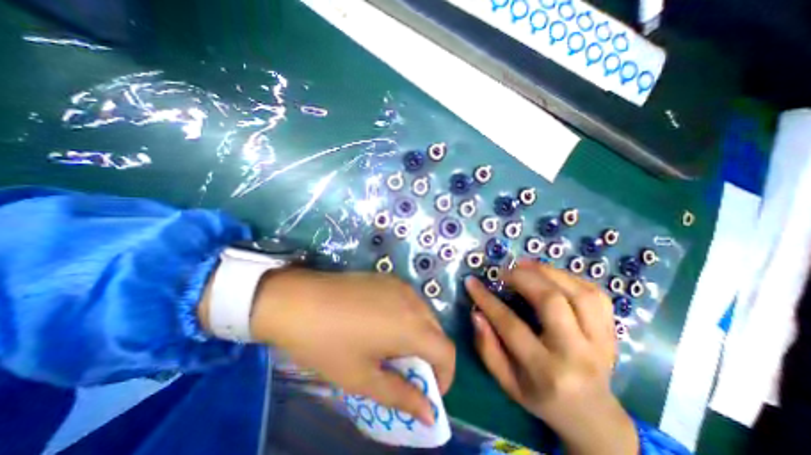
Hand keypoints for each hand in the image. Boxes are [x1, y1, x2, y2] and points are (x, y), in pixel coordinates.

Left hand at [253, 269, 454, 424]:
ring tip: (392, 347)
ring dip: (418, 335)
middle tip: (406, 371)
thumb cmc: (328, 343)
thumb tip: (429, 413)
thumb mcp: (362, 377)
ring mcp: (400, 285)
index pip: (447, 352)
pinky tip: (381, 322)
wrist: (299, 299)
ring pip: (423, 314)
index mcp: (411, 326)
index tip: (427, 391)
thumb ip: (400, 395)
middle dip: (429, 356)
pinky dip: (406, 316)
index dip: (444, 376)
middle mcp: (413, 300)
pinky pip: (408, 300)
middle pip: (436, 331)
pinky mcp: (387, 278)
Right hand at [466, 259, 635, 454]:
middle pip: (551, 301)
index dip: (487, 300)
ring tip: (525, 265)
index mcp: (546, 371)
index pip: (511, 326)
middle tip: (504, 272)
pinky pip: (595, 294)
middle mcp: (577, 354)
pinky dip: (569, 277)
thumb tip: (477, 313)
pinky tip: (550, 275)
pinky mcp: (612, 331)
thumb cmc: (541, 397)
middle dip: (522, 278)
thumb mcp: (506, 382)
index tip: (472, 282)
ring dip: (547, 272)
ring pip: (578, 293)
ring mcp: (600, 341)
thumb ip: (487, 348)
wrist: (592, 415)